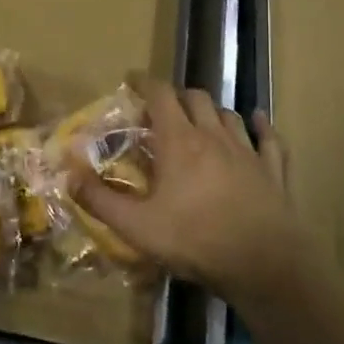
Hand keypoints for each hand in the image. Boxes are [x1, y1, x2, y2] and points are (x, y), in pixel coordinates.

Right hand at [74, 78, 303, 303]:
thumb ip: (100, 200)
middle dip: (177, 97)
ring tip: (200, 119)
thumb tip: (69, 175)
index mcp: (179, 142)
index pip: (161, 95)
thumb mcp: (136, 226)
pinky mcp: (273, 171)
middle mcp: (214, 136)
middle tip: (162, 110)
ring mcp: (248, 152)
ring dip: (212, 111)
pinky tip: (257, 121)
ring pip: (229, 115)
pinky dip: (261, 126)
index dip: (145, 83)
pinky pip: (269, 139)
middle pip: (196, 98)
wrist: (263, 264)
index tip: (132, 80)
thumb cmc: (195, 240)